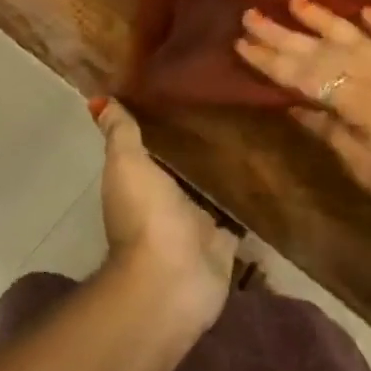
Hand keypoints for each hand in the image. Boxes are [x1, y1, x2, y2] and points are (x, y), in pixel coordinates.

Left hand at [91, 98, 236, 333]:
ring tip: (258, 131)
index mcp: (143, 182)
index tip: (191, 89)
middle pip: (189, 167)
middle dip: (205, 144)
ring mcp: (198, 224)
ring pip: (215, 190)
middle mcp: (169, 201)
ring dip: (229, 172)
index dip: (168, 121)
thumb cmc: (146, 217)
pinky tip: (271, 175)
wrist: (172, 280)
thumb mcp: (128, 166)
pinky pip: (240, 215)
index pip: (157, 145)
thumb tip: (100, 100)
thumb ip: (121, 134)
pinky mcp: (225, 242)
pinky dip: (252, 201)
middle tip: (234, 105)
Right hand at [235, 0, 370, 238]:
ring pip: (359, 35)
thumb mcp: (370, 171)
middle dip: (285, 34)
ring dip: (326, 18)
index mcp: (360, 101)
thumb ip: (333, 134)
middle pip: (325, 50)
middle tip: (252, 14)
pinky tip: (365, 11)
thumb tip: (297, 107)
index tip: (241, 43)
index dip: (271, 61)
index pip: (305, 76)